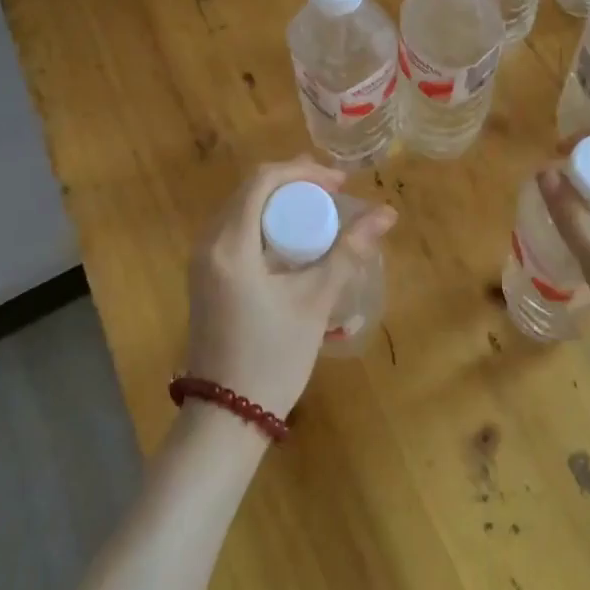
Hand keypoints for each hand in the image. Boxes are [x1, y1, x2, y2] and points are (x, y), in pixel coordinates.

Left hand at [185, 158, 396, 419]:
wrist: (226, 418)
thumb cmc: (273, 357)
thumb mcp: (315, 301)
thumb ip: (348, 251)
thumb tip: (386, 213)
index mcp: (230, 245)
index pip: (263, 181)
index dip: (303, 171)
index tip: (339, 183)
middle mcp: (208, 245)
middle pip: (250, 190)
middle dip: (294, 182)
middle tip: (334, 191)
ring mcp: (202, 262)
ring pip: (242, 209)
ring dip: (280, 202)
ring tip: (320, 209)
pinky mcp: (206, 278)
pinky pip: (236, 230)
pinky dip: (266, 222)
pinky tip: (295, 238)